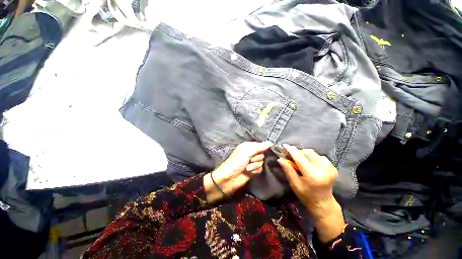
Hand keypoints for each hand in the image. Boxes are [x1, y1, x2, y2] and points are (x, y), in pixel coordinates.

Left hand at [204, 141, 272, 202]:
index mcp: (248, 146)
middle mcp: (250, 153)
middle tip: (249, 160)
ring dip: (255, 165)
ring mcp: (251, 162)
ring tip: (247, 168)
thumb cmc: (237, 162)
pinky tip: (249, 172)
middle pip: (262, 154)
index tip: (258, 152)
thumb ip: (259, 147)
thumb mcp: (247, 152)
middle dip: (256, 158)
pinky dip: (255, 170)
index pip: (260, 145)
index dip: (261, 149)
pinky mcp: (253, 170)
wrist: (230, 178)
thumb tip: (270, 142)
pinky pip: (260, 168)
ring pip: (261, 162)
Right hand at [278, 144, 344, 242]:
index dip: (291, 150)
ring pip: (313, 153)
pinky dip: (312, 157)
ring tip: (300, 160)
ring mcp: (330, 167)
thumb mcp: (294, 184)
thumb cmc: (306, 195)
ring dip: (305, 154)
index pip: (300, 158)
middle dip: (298, 152)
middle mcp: (323, 168)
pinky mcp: (333, 167)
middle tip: (291, 156)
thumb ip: (288, 170)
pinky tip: (309, 163)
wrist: (323, 203)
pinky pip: (319, 156)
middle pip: (307, 152)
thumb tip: (280, 159)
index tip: (284, 145)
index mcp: (312, 174)